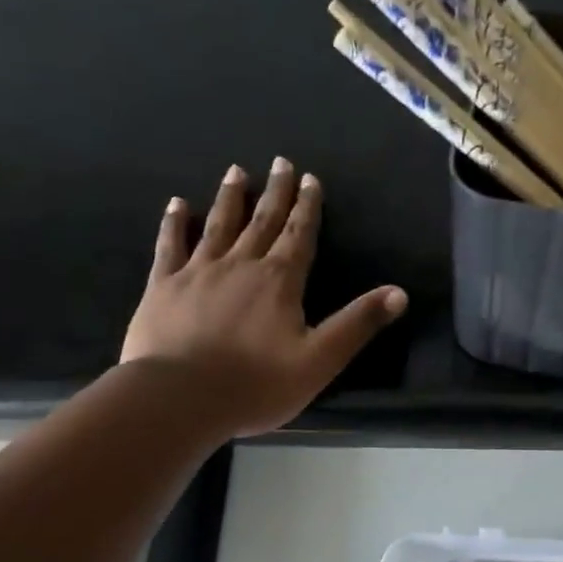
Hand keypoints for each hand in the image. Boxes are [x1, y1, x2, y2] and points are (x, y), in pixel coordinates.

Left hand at [120, 159, 407, 436]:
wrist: (180, 398)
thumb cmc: (256, 384)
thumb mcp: (320, 360)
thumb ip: (357, 324)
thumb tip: (399, 293)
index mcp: (279, 281)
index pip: (299, 235)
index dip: (307, 207)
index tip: (310, 179)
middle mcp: (240, 265)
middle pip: (262, 221)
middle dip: (275, 192)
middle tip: (281, 162)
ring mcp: (198, 272)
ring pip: (218, 225)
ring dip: (231, 198)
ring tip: (236, 172)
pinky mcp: (163, 286)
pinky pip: (170, 245)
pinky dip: (175, 223)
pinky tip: (177, 205)